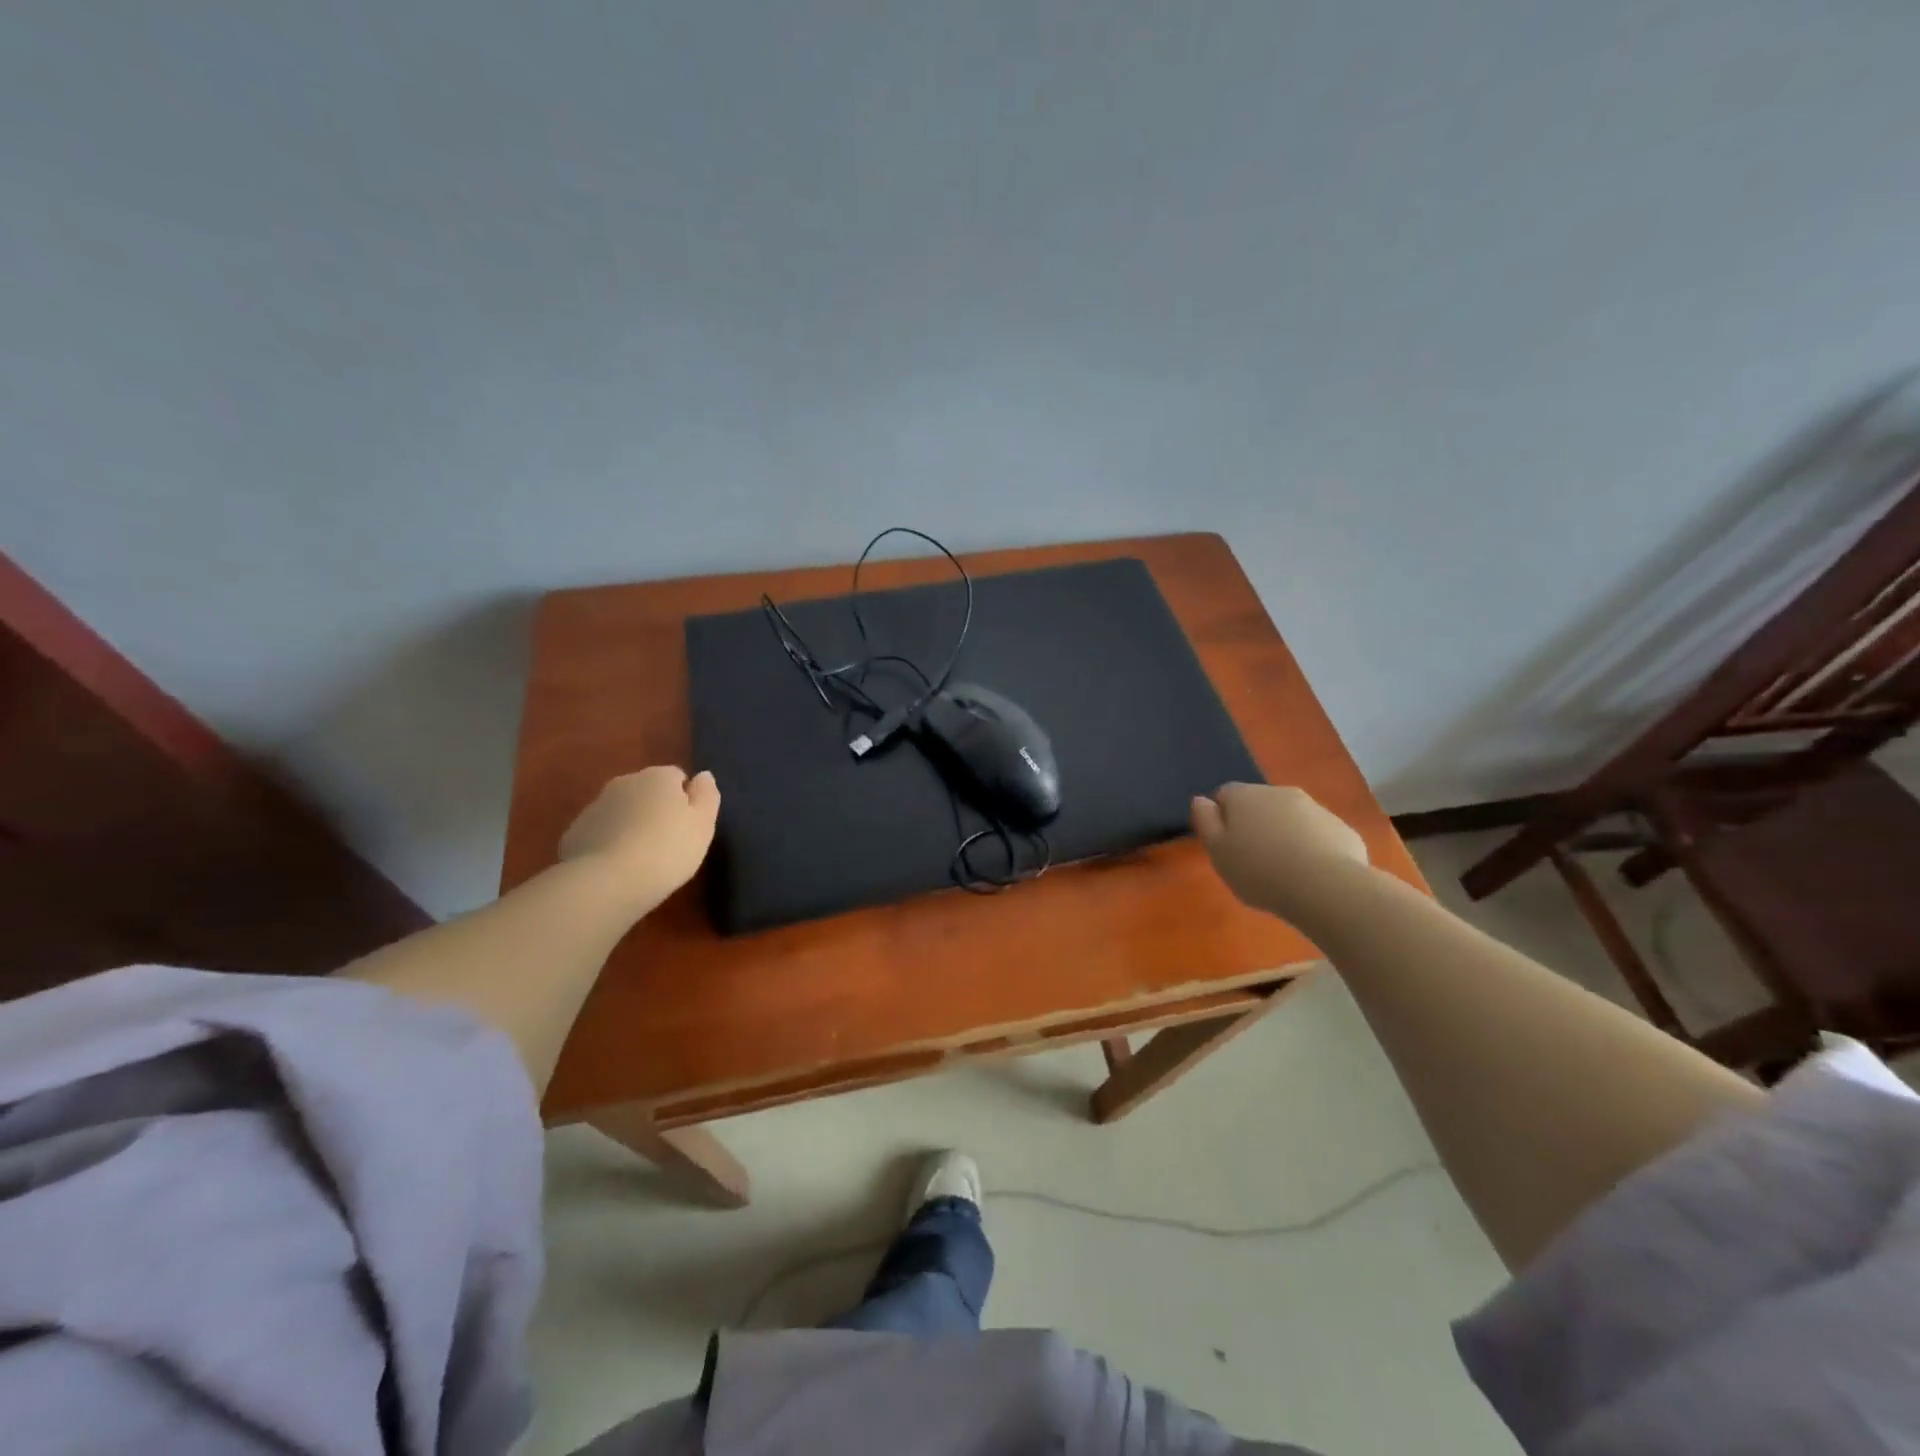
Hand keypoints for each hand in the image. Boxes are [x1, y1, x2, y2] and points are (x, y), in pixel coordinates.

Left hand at [560, 767, 720, 909]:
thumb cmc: (667, 850)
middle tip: (667, 842)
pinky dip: (609, 843)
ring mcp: (595, 807)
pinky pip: (600, 833)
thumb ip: (707, 796)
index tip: (689, 826)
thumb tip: (703, 776)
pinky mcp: (574, 833)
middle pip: (646, 791)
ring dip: (631, 825)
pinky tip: (617, 868)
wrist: (607, 882)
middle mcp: (624, 782)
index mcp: (658, 777)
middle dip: (655, 809)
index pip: (677, 777)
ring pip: (621, 811)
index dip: (685, 800)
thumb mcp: (703, 824)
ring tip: (641, 858)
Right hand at [1191, 783, 1368, 922]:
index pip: (1224, 794)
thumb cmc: (1260, 871)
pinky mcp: (1341, 829)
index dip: (1221, 818)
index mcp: (1245, 796)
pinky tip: (1311, 875)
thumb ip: (1205, 822)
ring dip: (1283, 835)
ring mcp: (1315, 808)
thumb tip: (1201, 799)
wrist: (1327, 888)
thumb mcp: (1217, 852)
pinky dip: (1311, 848)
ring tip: (1283, 872)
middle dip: (1255, 825)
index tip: (1225, 846)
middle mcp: (1280, 792)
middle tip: (1252, 861)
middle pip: (1259, 804)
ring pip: (1290, 818)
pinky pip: (1317, 834)